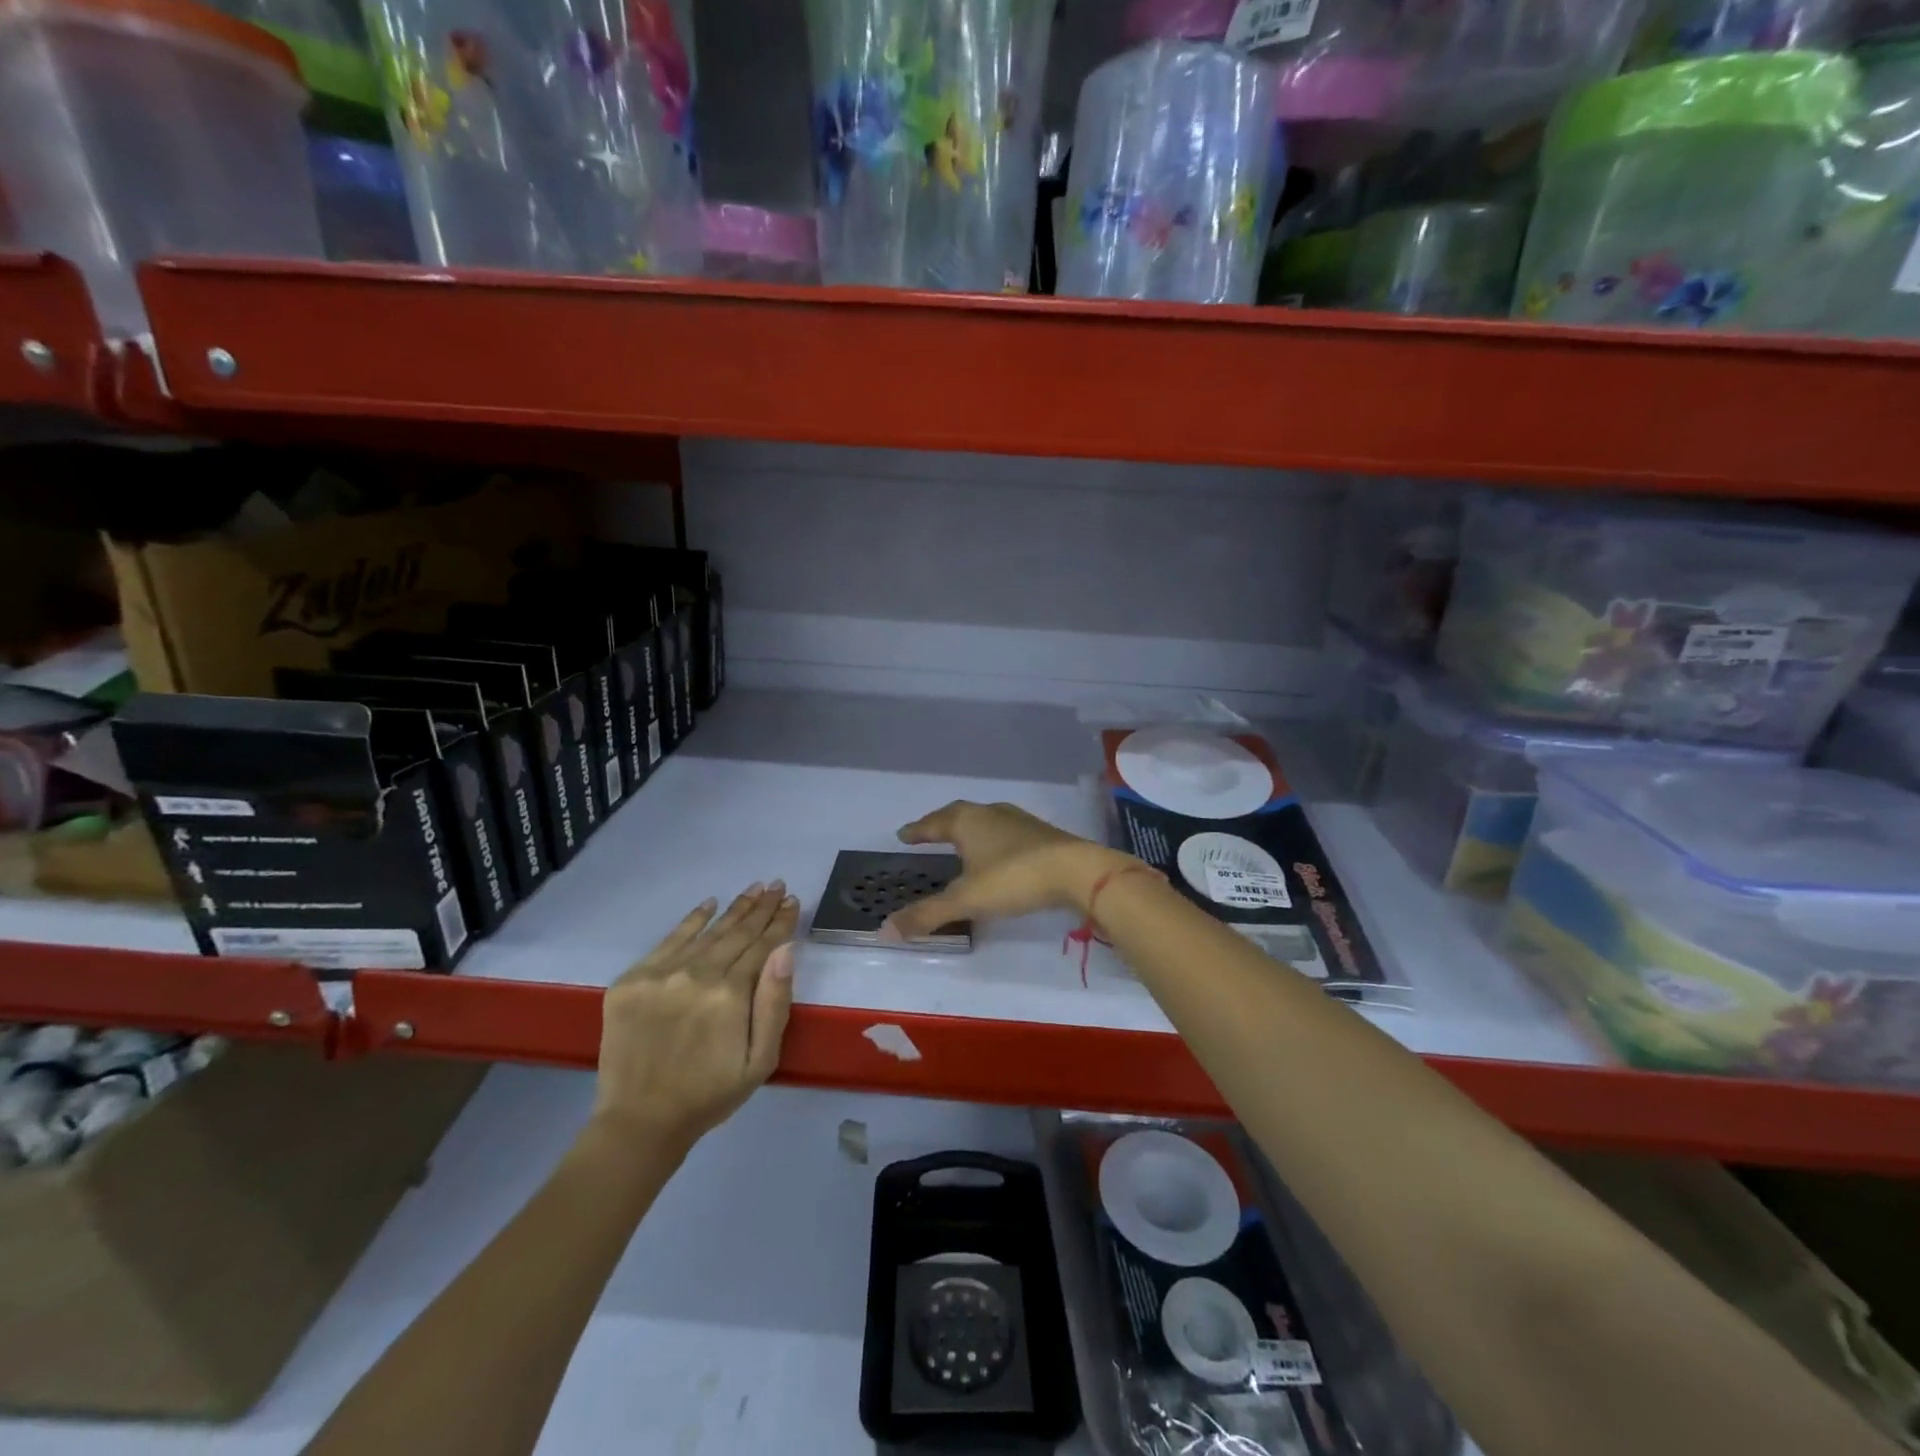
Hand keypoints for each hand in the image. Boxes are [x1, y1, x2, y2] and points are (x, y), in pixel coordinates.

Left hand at [593, 883, 799, 1151]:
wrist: (640, 1121)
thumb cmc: (710, 1094)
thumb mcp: (761, 1060)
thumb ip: (775, 1003)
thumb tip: (785, 949)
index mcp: (730, 995)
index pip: (763, 946)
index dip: (780, 922)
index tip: (792, 900)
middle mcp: (696, 975)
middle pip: (737, 933)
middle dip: (760, 907)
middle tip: (777, 884)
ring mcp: (660, 974)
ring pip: (706, 932)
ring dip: (733, 909)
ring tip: (753, 888)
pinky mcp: (631, 980)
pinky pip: (668, 940)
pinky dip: (691, 920)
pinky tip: (709, 904)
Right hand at [880, 801, 1139, 941]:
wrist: (1077, 870)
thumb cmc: (1014, 879)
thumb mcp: (966, 900)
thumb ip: (927, 914)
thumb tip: (883, 930)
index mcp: (966, 821)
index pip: (933, 823)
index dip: (917, 830)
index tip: (904, 834)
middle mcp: (989, 813)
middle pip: (958, 815)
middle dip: (941, 825)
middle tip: (928, 834)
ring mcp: (1017, 820)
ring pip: (984, 820)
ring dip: (969, 830)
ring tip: (960, 843)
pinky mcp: (1040, 833)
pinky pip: (1005, 831)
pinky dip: (992, 840)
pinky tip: (997, 854)